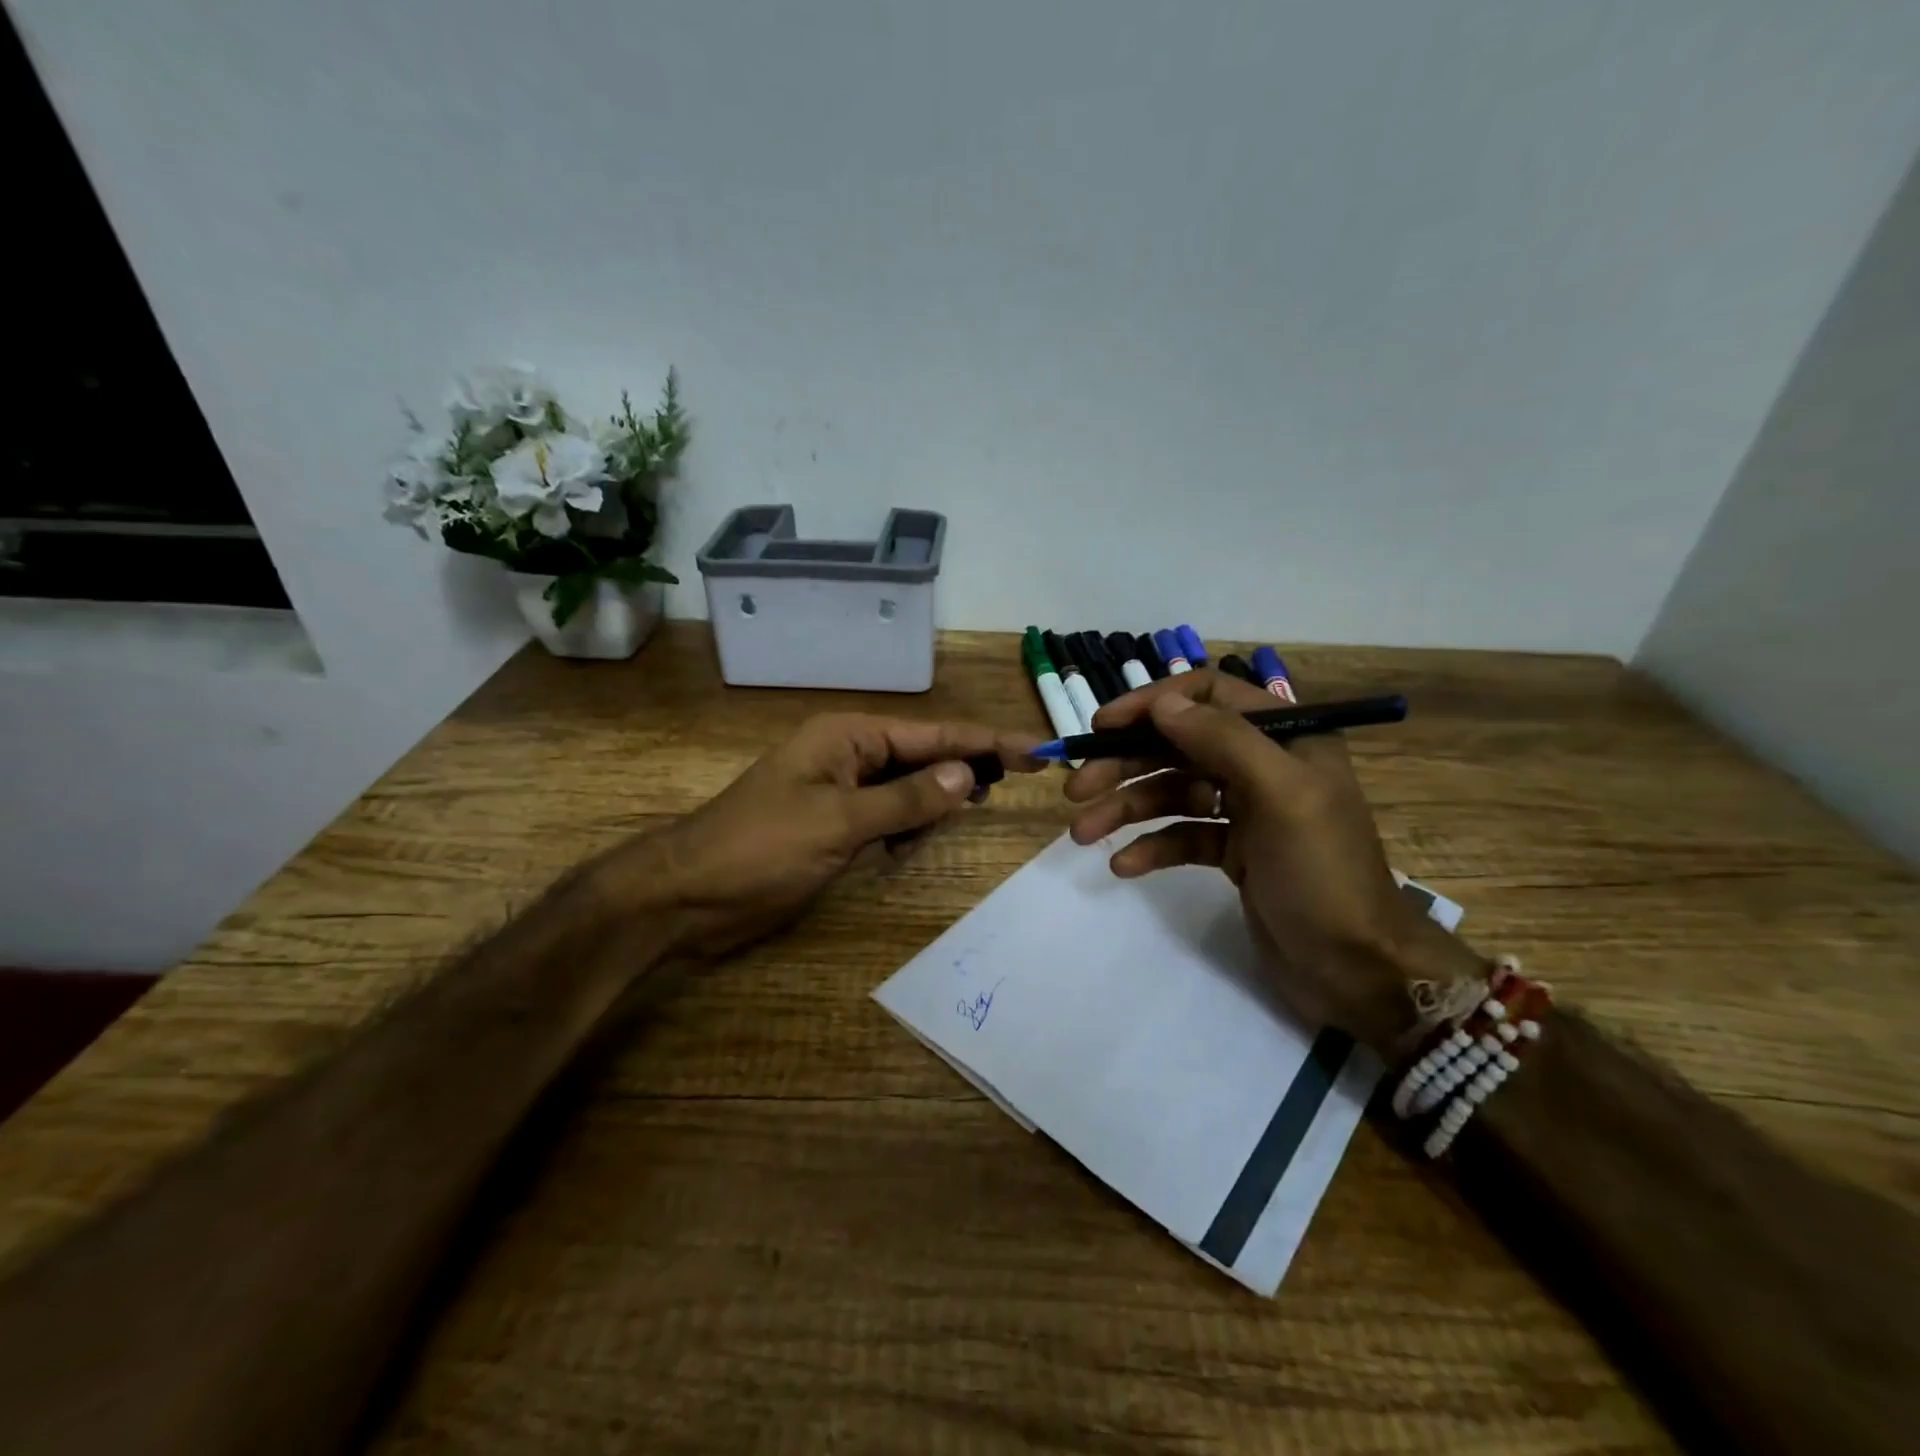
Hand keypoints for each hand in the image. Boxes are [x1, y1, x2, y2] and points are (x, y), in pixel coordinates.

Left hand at [598, 713, 1042, 957]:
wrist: (688, 895)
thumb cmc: (760, 848)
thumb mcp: (839, 823)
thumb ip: (905, 800)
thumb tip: (965, 776)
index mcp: (847, 737)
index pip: (932, 734)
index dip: (986, 741)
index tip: (1036, 749)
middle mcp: (847, 755)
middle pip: (923, 755)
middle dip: (965, 768)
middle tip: (1019, 779)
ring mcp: (839, 790)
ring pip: (907, 788)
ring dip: (934, 802)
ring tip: (967, 813)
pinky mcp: (833, 824)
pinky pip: (886, 816)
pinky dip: (906, 828)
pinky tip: (911, 846)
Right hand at [1063, 670, 1478, 1054]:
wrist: (1356, 969)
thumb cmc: (1323, 873)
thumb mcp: (1281, 795)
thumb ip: (1223, 740)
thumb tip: (1163, 703)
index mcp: (1286, 736)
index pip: (1209, 695)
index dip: (1153, 703)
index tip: (1103, 726)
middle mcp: (1263, 764)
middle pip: (1179, 746)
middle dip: (1126, 764)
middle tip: (1076, 787)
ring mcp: (1247, 810)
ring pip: (1172, 793)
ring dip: (1126, 809)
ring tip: (1083, 833)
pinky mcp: (1233, 852)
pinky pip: (1181, 836)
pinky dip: (1151, 846)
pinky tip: (1124, 865)